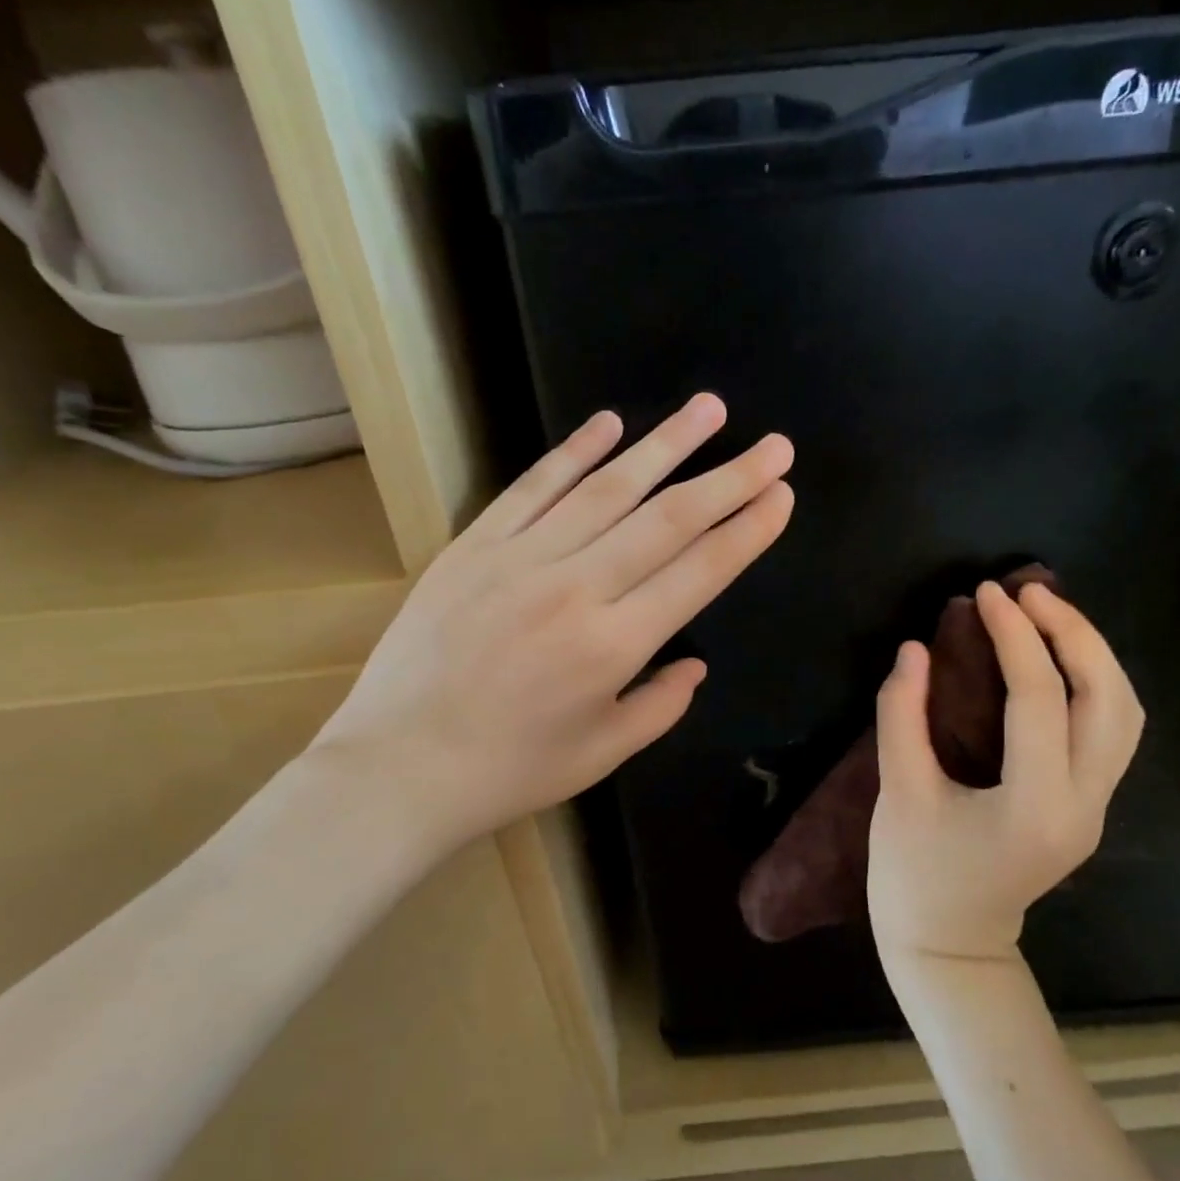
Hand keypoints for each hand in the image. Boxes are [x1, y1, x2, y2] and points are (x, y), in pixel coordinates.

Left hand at [313, 393, 793, 858]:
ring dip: (665, 444)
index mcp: (614, 645)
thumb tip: (696, 663)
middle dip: (730, 477)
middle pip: (668, 518)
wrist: (398, 765)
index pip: (700, 571)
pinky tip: (610, 423)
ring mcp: (521, 559)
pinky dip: (574, 451)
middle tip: (774, 445)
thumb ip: (661, 704)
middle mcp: (576, 588)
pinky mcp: (474, 545)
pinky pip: (534, 487)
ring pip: (607, 488)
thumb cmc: (509, 771)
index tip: (781, 494)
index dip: (747, 530)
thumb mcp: (603, 754)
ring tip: (709, 409)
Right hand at [868, 581, 1143, 960]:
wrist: (950, 945)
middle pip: (1109, 699)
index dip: (1014, 636)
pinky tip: (1057, 661)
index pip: (1039, 698)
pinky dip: (1093, 683)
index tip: (986, 595)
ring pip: (1125, 713)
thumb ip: (902, 715)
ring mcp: (1096, 809)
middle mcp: (1084, 804)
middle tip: (1028, 593)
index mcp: (1035, 805)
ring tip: (1046, 614)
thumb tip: (915, 649)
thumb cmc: (914, 875)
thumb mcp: (899, 792)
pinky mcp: (1089, 807)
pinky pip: (1112, 731)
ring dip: (1092, 655)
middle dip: (1073, 634)